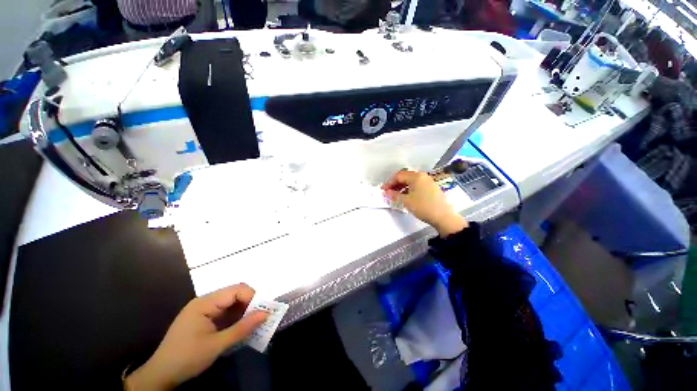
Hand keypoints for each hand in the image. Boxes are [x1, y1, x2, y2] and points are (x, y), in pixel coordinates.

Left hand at [125, 284, 268, 390]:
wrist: (160, 375)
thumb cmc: (187, 358)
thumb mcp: (217, 345)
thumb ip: (242, 328)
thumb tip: (266, 313)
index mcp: (205, 303)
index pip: (236, 290)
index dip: (252, 297)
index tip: (261, 312)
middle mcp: (205, 301)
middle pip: (234, 294)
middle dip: (249, 304)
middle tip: (258, 319)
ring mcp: (203, 310)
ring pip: (231, 303)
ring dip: (243, 311)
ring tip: (251, 324)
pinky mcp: (203, 318)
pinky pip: (225, 312)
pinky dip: (235, 318)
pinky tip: (239, 328)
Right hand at [381, 170, 467, 236]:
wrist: (443, 217)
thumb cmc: (423, 207)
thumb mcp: (406, 201)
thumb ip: (394, 195)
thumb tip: (386, 193)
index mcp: (416, 176)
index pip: (398, 176)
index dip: (389, 182)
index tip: (383, 190)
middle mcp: (422, 176)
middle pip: (405, 177)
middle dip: (395, 184)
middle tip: (388, 192)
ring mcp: (428, 181)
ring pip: (411, 181)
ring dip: (401, 187)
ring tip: (395, 195)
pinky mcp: (431, 188)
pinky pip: (416, 185)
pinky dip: (408, 189)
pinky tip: (405, 196)